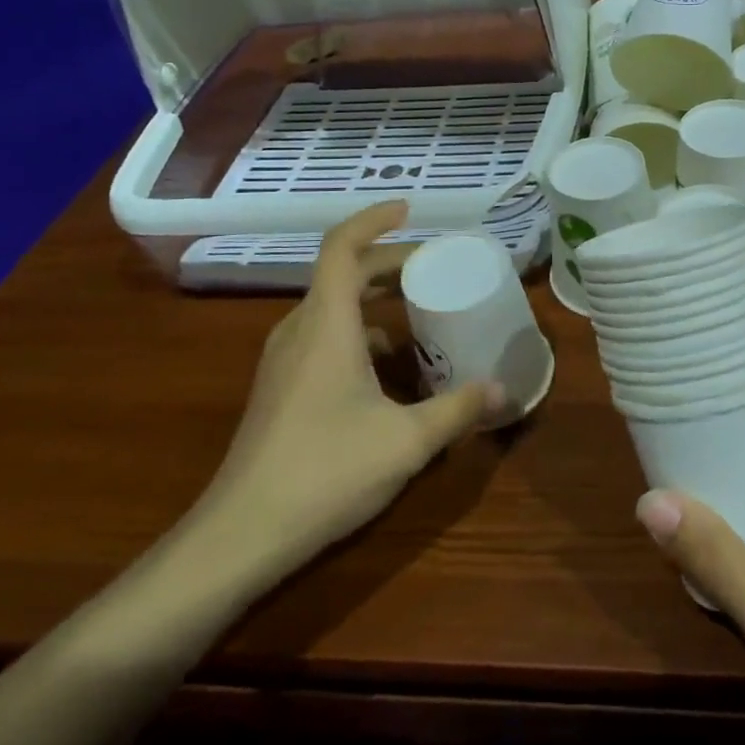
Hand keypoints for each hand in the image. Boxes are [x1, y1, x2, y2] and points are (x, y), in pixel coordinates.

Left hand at [186, 202, 501, 591]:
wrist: (241, 535)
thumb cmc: (326, 472)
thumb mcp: (407, 441)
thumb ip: (458, 410)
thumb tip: (504, 390)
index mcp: (327, 325)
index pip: (341, 247)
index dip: (373, 220)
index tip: (408, 210)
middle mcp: (299, 331)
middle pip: (340, 273)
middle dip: (386, 261)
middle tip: (431, 265)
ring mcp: (282, 361)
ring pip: (329, 306)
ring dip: (370, 296)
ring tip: (415, 310)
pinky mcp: (278, 388)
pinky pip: (321, 336)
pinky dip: (356, 330)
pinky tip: (386, 368)